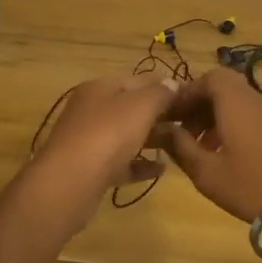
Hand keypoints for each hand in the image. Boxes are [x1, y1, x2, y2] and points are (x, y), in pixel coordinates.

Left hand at [26, 73, 183, 218]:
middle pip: (131, 107)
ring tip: (178, 145)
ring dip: (152, 139)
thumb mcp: (140, 107)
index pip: (139, 80)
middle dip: (160, 114)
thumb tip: (173, 83)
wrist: (70, 183)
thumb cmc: (108, 134)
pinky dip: (140, 164)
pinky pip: (121, 162)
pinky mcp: (90, 169)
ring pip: (126, 135)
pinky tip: (161, 170)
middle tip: (189, 124)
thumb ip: (159, 93)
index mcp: (100, 88)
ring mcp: (89, 140)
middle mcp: (91, 110)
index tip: (192, 99)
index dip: (165, 86)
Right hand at [160, 67, 261, 222]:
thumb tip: (160, 130)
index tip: (170, 115)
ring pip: (236, 103)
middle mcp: (254, 98)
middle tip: (181, 131)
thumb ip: (180, 147)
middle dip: (198, 105)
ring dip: (214, 117)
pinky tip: (223, 155)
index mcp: (234, 100)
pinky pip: (250, 116)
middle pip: (222, 88)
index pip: (207, 78)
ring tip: (198, 147)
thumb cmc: (251, 184)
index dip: (186, 93)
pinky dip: (232, 126)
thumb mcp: (206, 171)